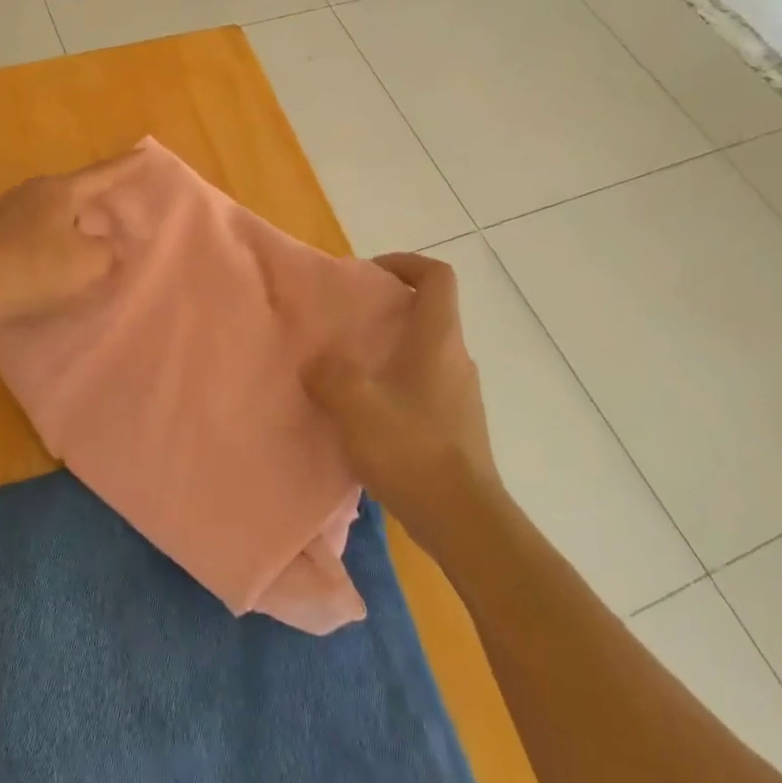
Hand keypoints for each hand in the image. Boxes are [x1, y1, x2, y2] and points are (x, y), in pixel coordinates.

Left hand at [0, 150, 143, 340]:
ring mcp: (5, 212)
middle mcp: (32, 192)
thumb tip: (109, 247)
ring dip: (67, 223)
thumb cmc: (35, 268)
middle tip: (111, 205)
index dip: (125, 167)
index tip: (143, 154)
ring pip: (48, 212)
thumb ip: (108, 252)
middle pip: (72, 192)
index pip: (102, 174)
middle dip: (93, 199)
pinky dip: (46, 241)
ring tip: (81, 237)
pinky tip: (47, 258)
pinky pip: (29, 232)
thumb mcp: (89, 264)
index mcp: (60, 191)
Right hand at [305, 253, 500, 553]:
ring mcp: (461, 394)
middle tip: (349, 324)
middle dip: (389, 309)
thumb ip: (328, 374)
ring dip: (391, 350)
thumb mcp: (355, 405)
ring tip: (350, 370)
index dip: (406, 263)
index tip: (371, 273)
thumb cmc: (411, 448)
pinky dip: (397, 385)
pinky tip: (368, 415)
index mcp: (438, 339)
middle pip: (430, 313)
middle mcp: (456, 358)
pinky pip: (425, 387)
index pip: (437, 276)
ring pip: (426, 352)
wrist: (463, 519)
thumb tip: (318, 363)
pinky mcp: (457, 426)